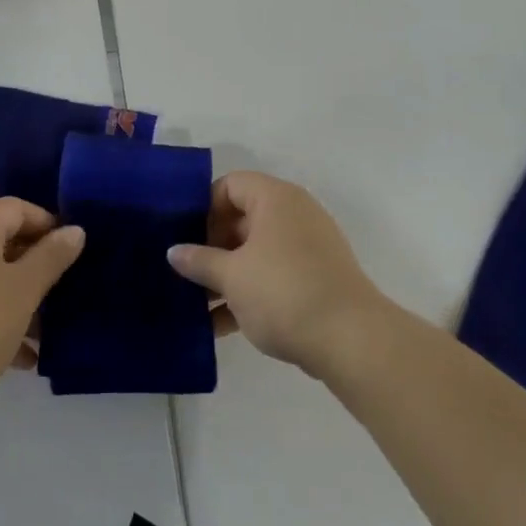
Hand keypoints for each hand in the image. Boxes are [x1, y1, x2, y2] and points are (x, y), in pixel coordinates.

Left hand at [0, 198, 83, 425]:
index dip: (47, 225)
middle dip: (32, 268)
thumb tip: (74, 230)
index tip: (71, 254)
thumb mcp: (22, 292)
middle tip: (59, 296)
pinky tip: (14, 358)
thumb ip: (51, 258)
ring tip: (40, 337)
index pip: (16, 208)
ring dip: (14, 300)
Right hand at [168, 171, 390, 376]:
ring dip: (225, 276)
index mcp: (274, 199)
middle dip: (210, 248)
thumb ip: (199, 261)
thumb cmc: (284, 292)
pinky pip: (272, 276)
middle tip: (183, 274)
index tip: (183, 237)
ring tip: (194, 306)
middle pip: (241, 220)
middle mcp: (293, 214)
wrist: (351, 340)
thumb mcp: (232, 276)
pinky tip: (221, 326)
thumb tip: (174, 252)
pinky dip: (248, 293)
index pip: (230, 185)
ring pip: (255, 253)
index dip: (203, 207)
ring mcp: (307, 248)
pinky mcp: (315, 279)